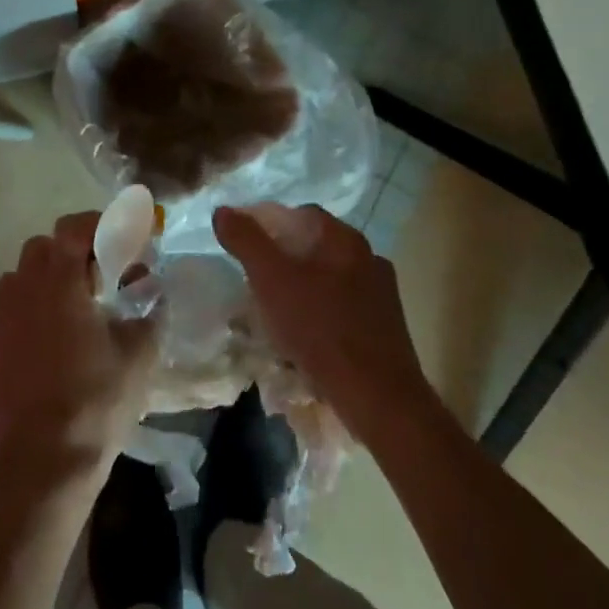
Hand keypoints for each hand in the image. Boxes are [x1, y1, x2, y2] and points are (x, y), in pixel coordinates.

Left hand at [0, 213, 161, 479]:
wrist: (38, 468)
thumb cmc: (95, 403)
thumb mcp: (138, 357)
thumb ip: (149, 314)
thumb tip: (153, 294)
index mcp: (58, 282)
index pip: (73, 228)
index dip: (98, 226)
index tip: (119, 242)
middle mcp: (18, 292)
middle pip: (40, 250)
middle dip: (69, 255)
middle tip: (97, 283)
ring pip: (16, 284)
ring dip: (42, 288)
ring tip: (69, 319)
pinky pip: (3, 325)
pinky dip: (23, 327)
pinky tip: (42, 359)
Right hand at [213, 203, 440, 442]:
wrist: (377, 397)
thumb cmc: (320, 329)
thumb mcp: (270, 279)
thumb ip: (245, 240)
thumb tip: (223, 211)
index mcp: (345, 239)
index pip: (301, 214)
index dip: (268, 224)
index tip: (244, 246)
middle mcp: (369, 257)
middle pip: (315, 246)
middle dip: (283, 257)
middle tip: (254, 278)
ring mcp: (382, 293)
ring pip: (330, 277)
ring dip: (302, 286)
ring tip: (275, 309)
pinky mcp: (386, 326)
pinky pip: (343, 306)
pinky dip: (320, 311)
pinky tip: (305, 334)